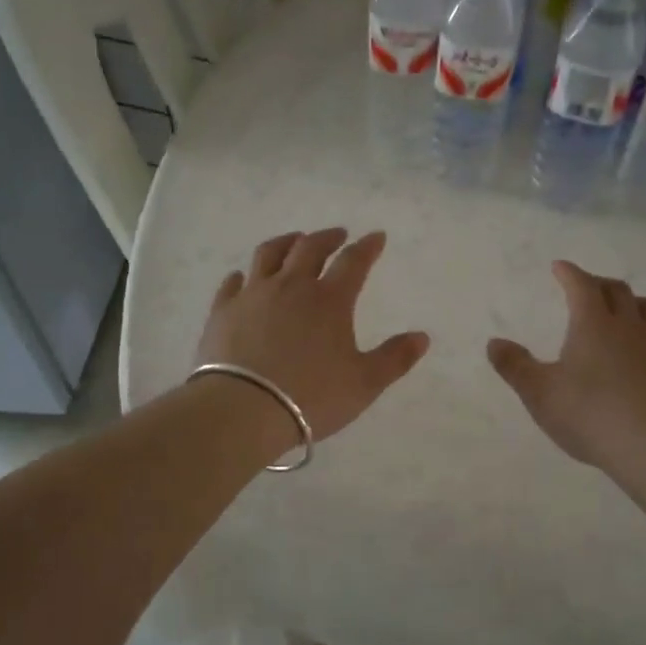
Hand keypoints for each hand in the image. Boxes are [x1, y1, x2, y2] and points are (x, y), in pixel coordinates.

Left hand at [197, 229, 430, 443]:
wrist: (243, 409)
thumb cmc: (311, 397)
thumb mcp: (364, 383)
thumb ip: (394, 358)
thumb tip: (422, 336)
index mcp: (329, 300)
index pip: (353, 262)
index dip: (368, 247)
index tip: (376, 237)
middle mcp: (291, 286)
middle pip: (309, 248)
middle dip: (328, 238)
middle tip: (338, 235)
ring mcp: (253, 295)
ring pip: (269, 255)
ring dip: (285, 243)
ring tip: (294, 241)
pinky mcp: (223, 311)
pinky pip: (233, 284)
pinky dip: (242, 276)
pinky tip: (242, 277)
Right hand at [487, 260, 645, 474]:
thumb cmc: (588, 415)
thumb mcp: (539, 393)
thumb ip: (515, 366)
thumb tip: (494, 342)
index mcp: (593, 325)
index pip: (582, 286)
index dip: (569, 273)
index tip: (560, 266)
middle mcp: (629, 327)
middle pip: (618, 291)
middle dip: (599, 283)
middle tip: (586, 287)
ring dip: (633, 302)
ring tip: (622, 311)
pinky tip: (642, 355)